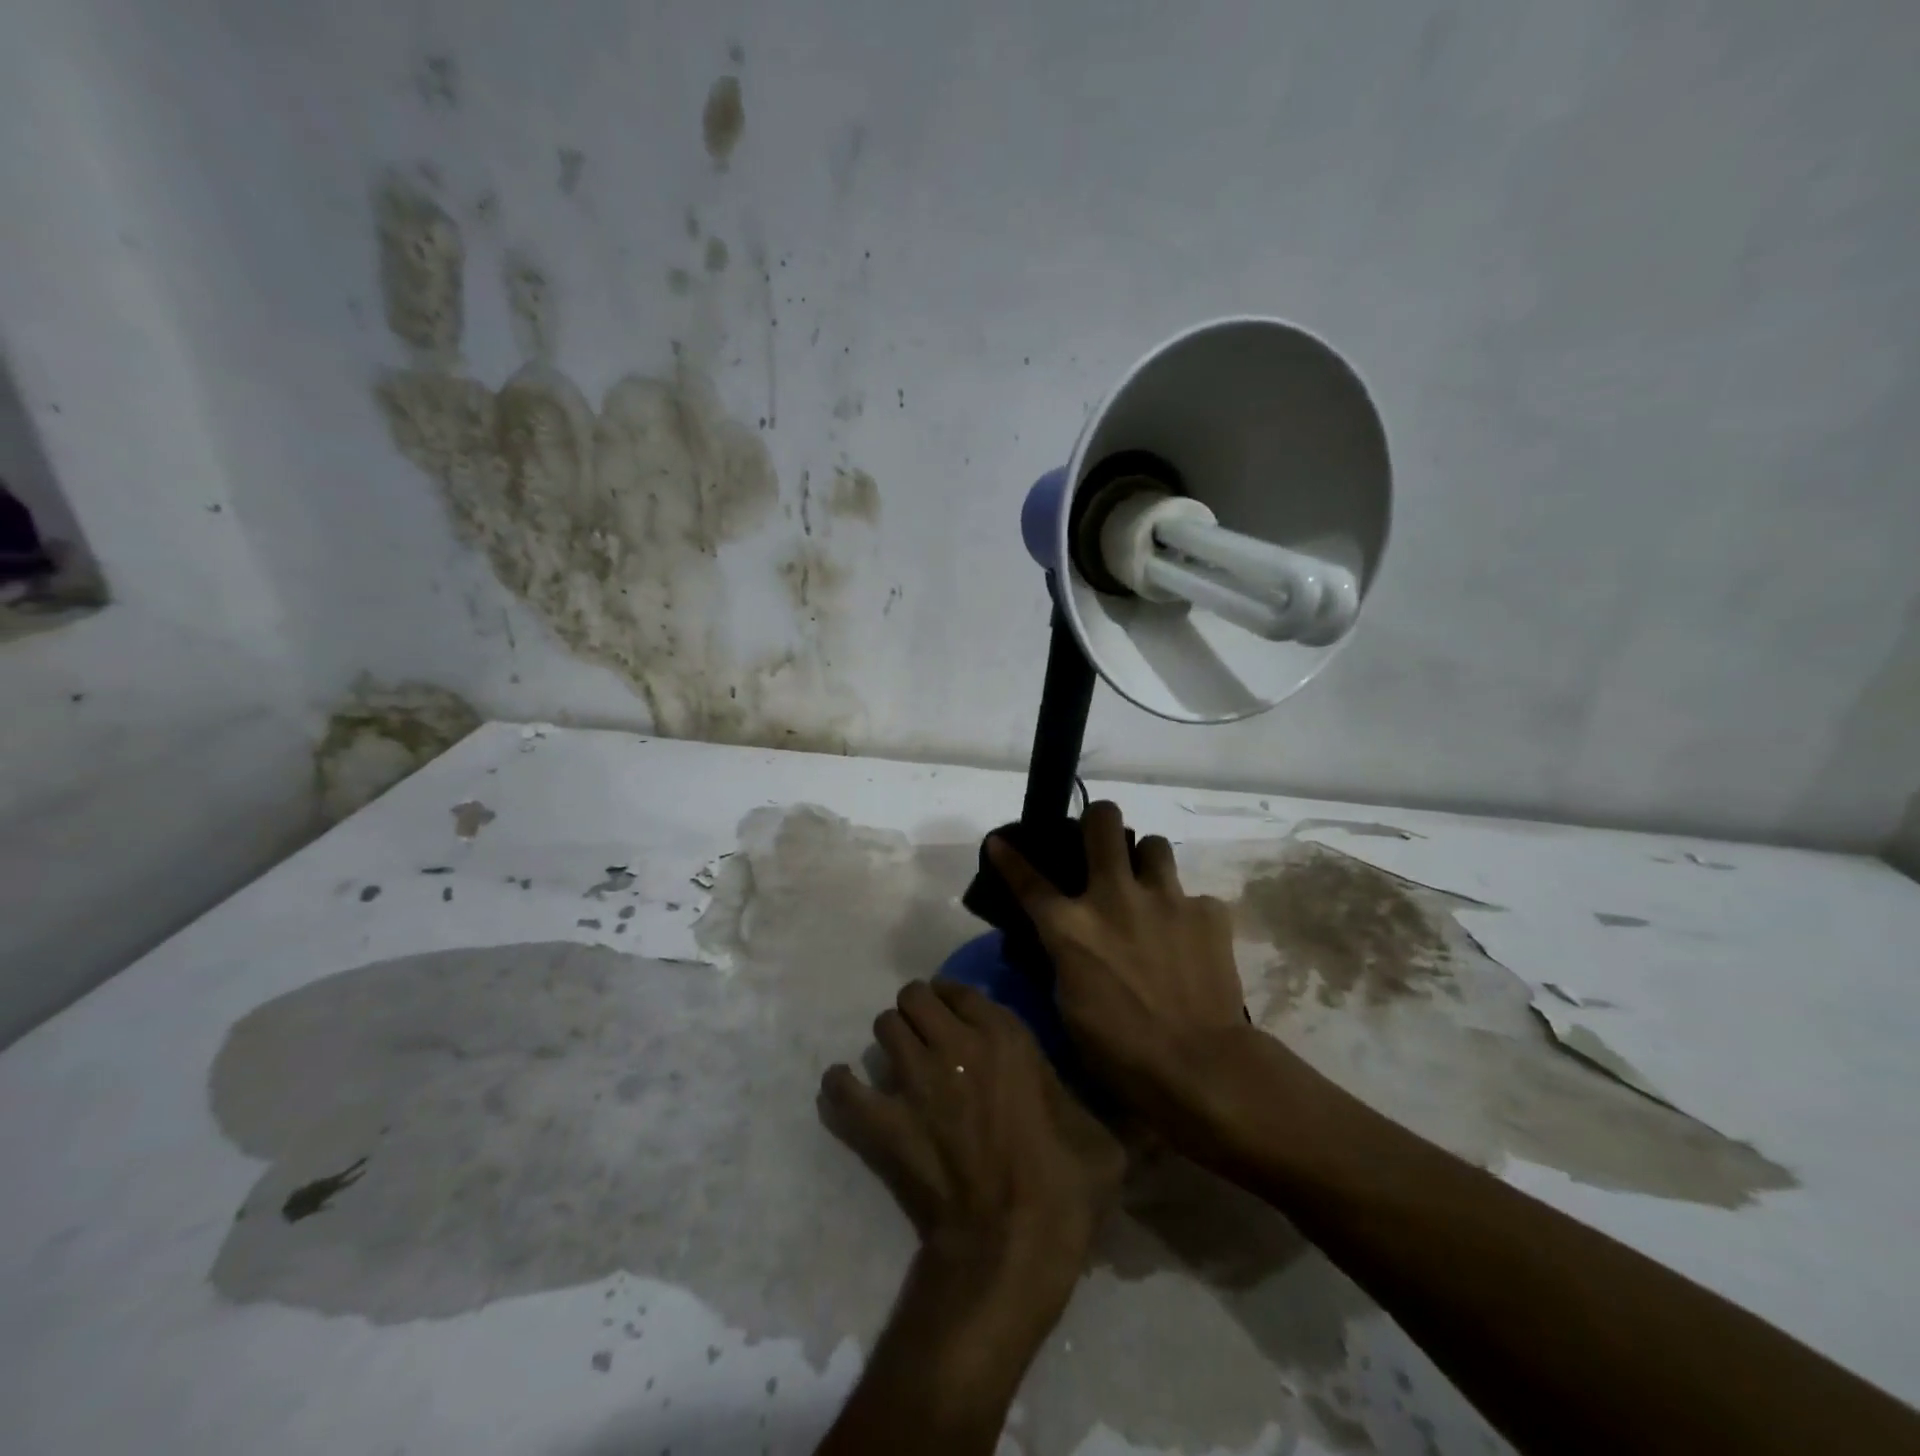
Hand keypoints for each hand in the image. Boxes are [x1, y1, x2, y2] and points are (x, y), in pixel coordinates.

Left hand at [819, 980, 1122, 1316]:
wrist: (1011, 1247)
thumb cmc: (1064, 1190)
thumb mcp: (1107, 1142)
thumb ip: (1117, 1114)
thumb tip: (1150, 1118)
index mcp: (1005, 1037)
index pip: (960, 989)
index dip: (953, 1000)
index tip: (955, 1016)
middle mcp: (955, 1045)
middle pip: (913, 997)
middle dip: (917, 1012)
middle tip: (925, 1038)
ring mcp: (914, 1080)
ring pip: (883, 1027)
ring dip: (889, 1041)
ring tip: (898, 1063)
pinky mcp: (883, 1121)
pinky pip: (843, 1087)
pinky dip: (842, 1087)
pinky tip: (849, 1092)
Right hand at [987, 801, 1255, 1139]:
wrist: (1198, 1065)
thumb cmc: (1119, 1050)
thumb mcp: (1068, 1003)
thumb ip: (1064, 955)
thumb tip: (1065, 937)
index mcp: (1070, 926)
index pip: (1029, 880)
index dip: (1009, 857)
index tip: (1000, 841)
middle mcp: (1114, 897)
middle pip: (1103, 821)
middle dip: (1099, 819)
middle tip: (1101, 839)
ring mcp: (1165, 898)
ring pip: (1154, 844)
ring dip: (1146, 861)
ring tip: (1148, 885)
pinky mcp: (1207, 912)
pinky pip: (1193, 896)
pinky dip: (1186, 912)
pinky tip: (1189, 938)